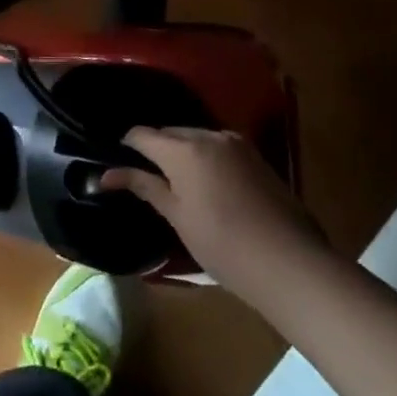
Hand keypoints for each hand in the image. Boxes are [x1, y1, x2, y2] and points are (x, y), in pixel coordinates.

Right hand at [101, 126, 329, 301]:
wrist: (290, 263)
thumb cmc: (223, 244)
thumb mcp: (177, 217)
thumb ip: (144, 186)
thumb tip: (106, 175)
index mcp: (183, 149)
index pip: (143, 134)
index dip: (127, 146)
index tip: (118, 163)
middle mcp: (208, 135)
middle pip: (170, 132)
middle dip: (155, 148)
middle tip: (146, 176)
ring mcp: (236, 143)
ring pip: (196, 137)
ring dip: (182, 152)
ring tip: (176, 181)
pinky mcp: (256, 156)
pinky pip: (218, 146)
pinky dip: (205, 157)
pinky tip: (207, 184)